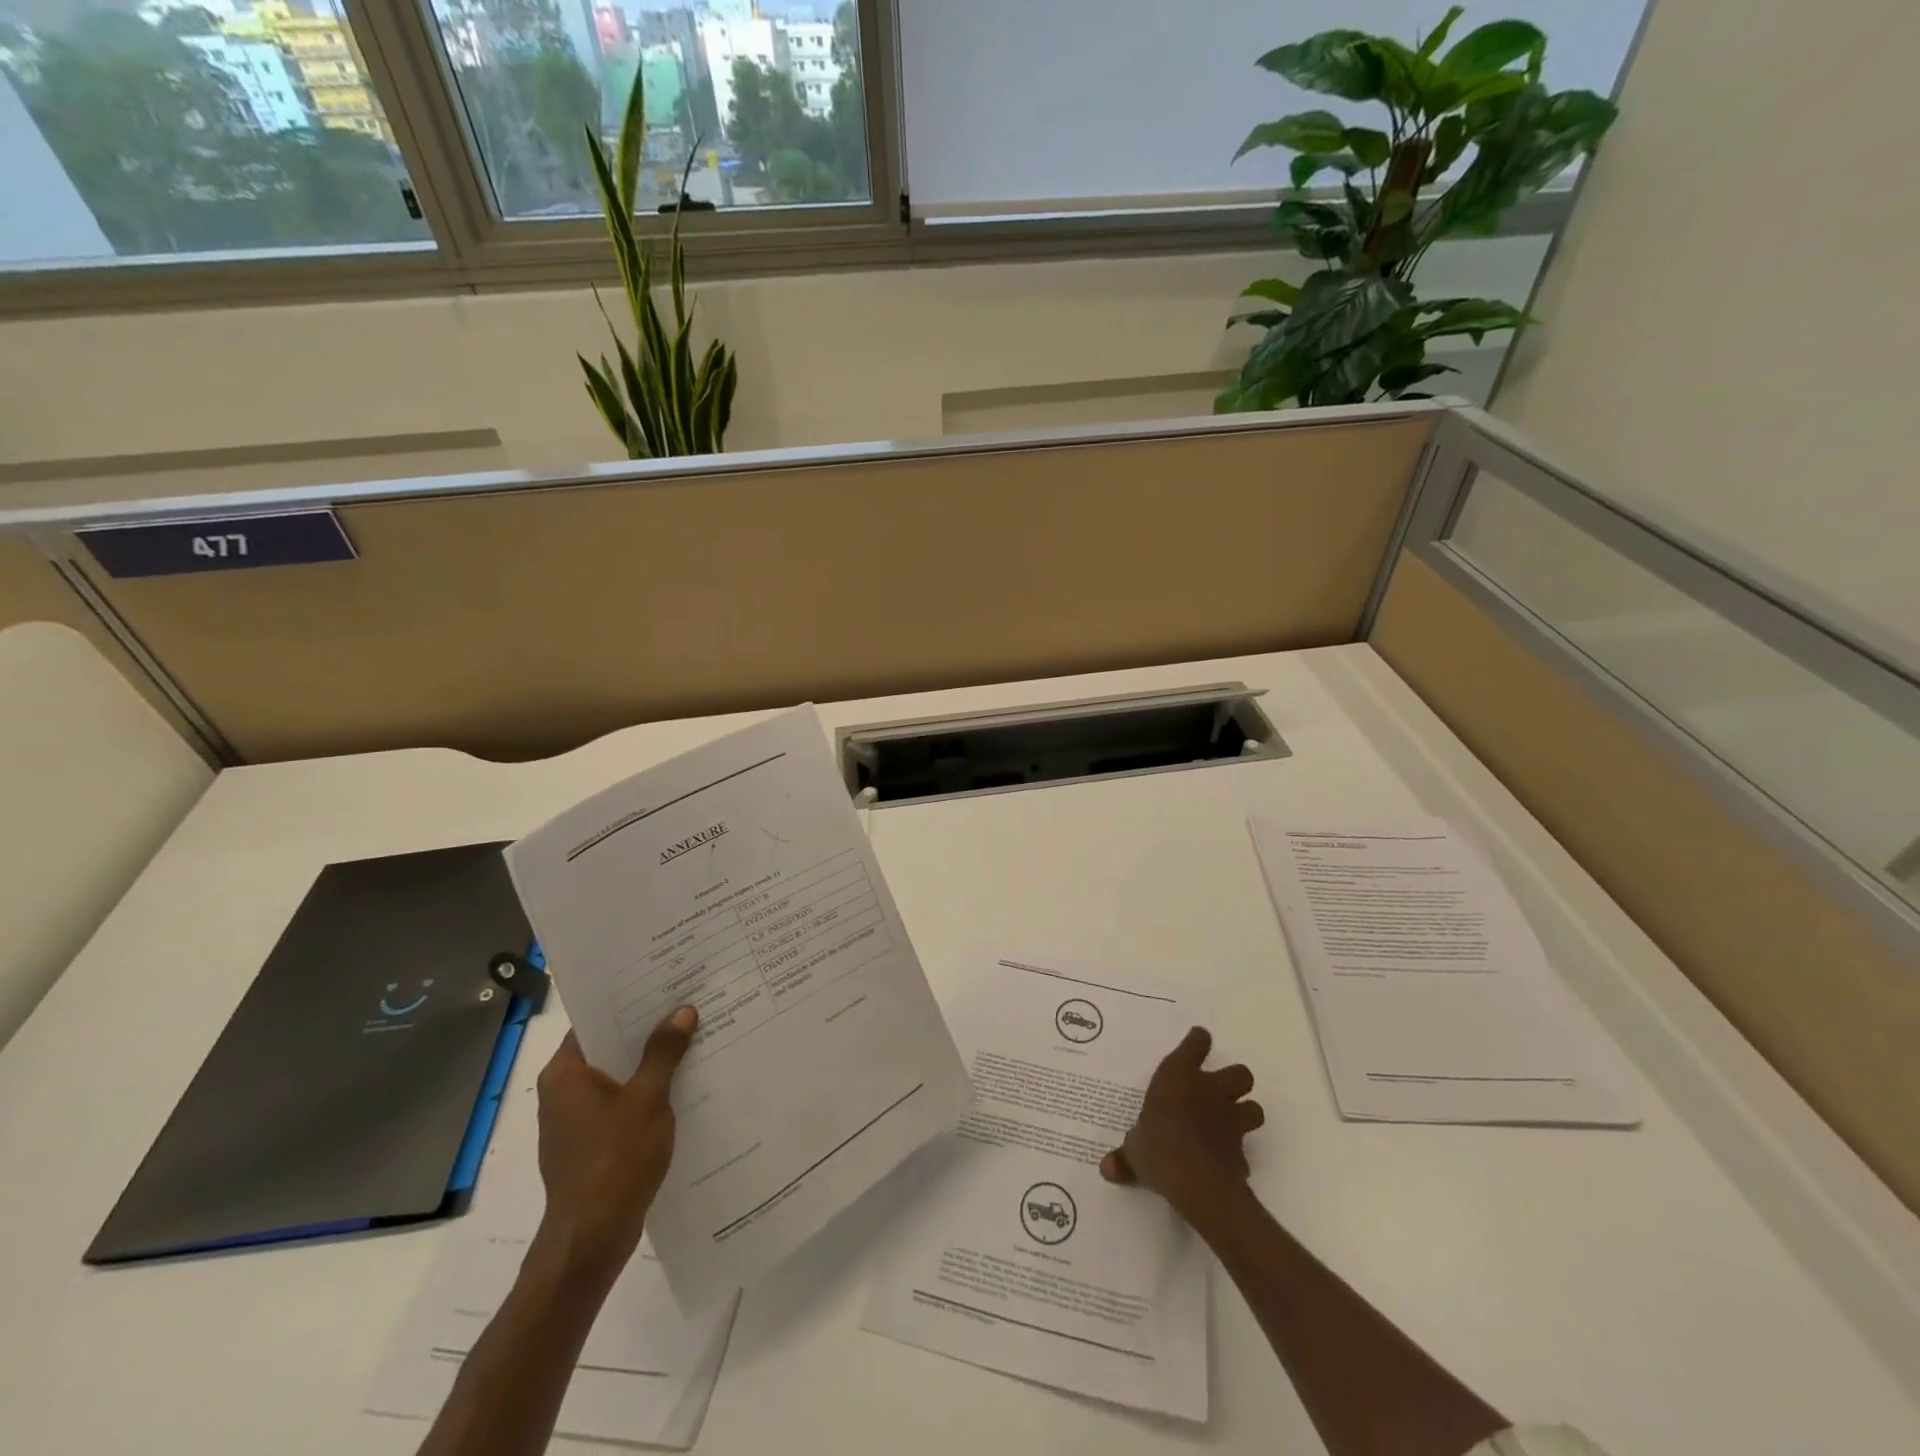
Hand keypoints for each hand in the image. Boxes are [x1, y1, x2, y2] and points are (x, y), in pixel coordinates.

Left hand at [532, 1007, 696, 1280]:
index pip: (594, 1021)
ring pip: (618, 1077)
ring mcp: (575, 1121)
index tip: (662, 983)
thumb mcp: (647, 1099)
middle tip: (687, 1005)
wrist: (591, 1239)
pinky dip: (646, 1092)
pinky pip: (621, 1103)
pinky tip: (682, 1086)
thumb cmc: (614, 1161)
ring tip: (692, 1039)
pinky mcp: (591, 1144)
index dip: (628, 1001)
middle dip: (646, 1031)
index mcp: (565, 1074)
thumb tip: (682, 1011)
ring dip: (650, 1063)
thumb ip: (663, 1053)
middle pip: (608, 1047)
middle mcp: (563, 1092)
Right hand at [1101, 1025, 1263, 1219]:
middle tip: (1220, 1092)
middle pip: (1240, 1073)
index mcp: (1179, 1077)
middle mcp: (1210, 1091)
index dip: (1198, 1040)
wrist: (1196, 1182)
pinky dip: (1236, 1155)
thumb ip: (1126, 1156)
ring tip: (1230, 1123)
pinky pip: (1243, 1151)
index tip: (1198, 1040)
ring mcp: (1231, 1121)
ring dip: (1245, 1114)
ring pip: (1254, 1109)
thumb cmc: (1157, 1147)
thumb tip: (1107, 1168)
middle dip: (1234, 1081)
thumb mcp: (1134, 1150)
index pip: (1196, 1044)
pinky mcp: (1242, 1154)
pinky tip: (1223, 1163)